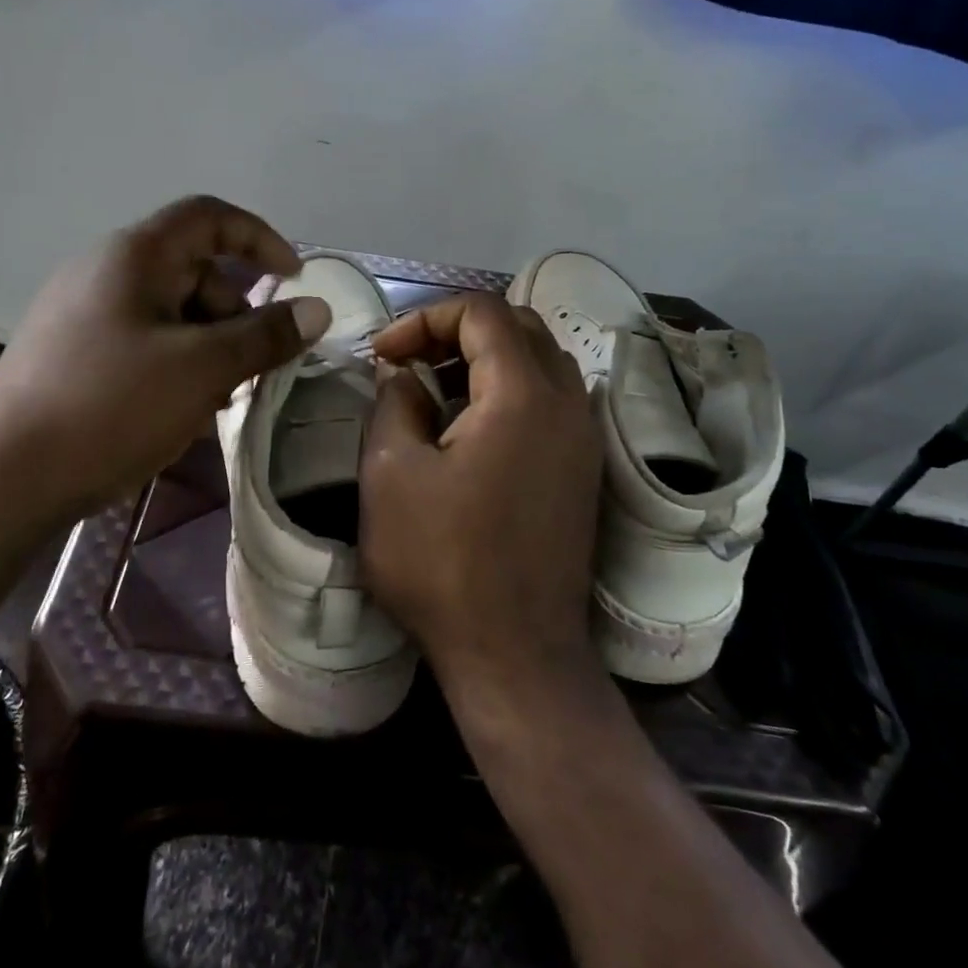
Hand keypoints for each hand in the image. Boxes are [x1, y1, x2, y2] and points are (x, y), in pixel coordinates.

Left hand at [0, 195, 330, 527]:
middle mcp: (104, 270)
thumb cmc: (111, 408)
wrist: (2, 481)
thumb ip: (266, 335)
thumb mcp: (203, 369)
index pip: (210, 217)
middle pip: (193, 269)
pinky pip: (142, 338)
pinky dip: (175, 361)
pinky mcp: (70, 350)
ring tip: (217, 397)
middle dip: (236, 311)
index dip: (260, 238)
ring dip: (208, 343)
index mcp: (134, 256)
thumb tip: (318, 310)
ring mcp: (81, 311)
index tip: (294, 279)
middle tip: (254, 364)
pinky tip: (180, 408)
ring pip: (170, 310)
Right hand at [359, 294, 604, 688]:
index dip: (425, 319)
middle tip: (409, 362)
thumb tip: (403, 376)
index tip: (383, 355)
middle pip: (517, 326)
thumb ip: (394, 403)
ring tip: (435, 389)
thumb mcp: (391, 474)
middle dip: (456, 331)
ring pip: (538, 361)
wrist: (516, 655)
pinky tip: (469, 427)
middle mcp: (567, 403)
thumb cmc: (443, 563)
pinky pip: (550, 399)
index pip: (481, 312)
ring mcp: (583, 437)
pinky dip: (508, 389)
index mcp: (523, 394)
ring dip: (485, 358)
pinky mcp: (583, 468)